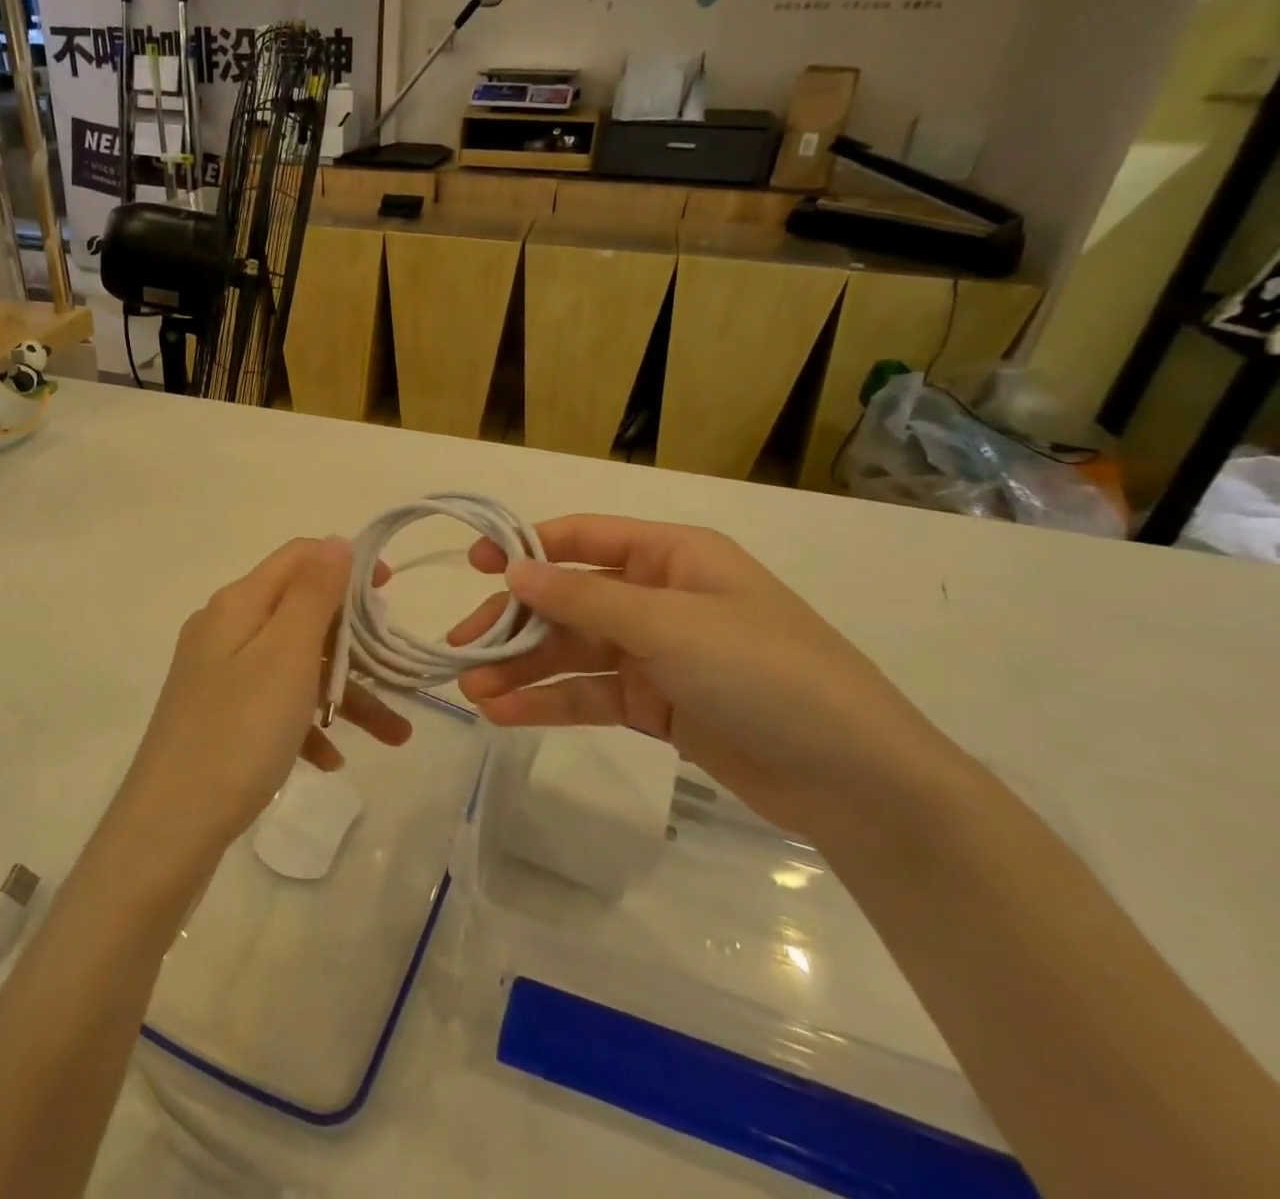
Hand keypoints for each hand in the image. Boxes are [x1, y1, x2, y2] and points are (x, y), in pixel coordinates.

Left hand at [120, 538, 413, 857]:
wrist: (169, 829)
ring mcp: (221, 675)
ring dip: (344, 694)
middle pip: (302, 614)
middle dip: (355, 643)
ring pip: (296, 666)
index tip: (390, 593)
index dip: (346, 564)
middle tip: (396, 669)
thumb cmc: (238, 733)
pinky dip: (308, 724)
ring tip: (395, 735)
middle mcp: (226, 630)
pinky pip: (276, 705)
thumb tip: (336, 541)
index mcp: (238, 604)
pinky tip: (332, 759)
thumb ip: (314, 593)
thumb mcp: (286, 655)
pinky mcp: (221, 716)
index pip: (299, 558)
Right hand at [450, 516, 956, 838]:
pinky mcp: (656, 703)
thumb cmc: (766, 673)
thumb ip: (585, 597)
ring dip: (523, 669)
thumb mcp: (670, 625)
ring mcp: (656, 652)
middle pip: (568, 599)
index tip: (473, 566)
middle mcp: (657, 596)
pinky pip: (590, 694)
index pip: (582, 538)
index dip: (524, 548)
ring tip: (473, 691)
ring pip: (573, 652)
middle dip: (515, 622)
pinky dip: (550, 703)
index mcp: (670, 556)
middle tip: (462, 647)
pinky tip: (506, 715)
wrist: (856, 780)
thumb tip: (514, 569)